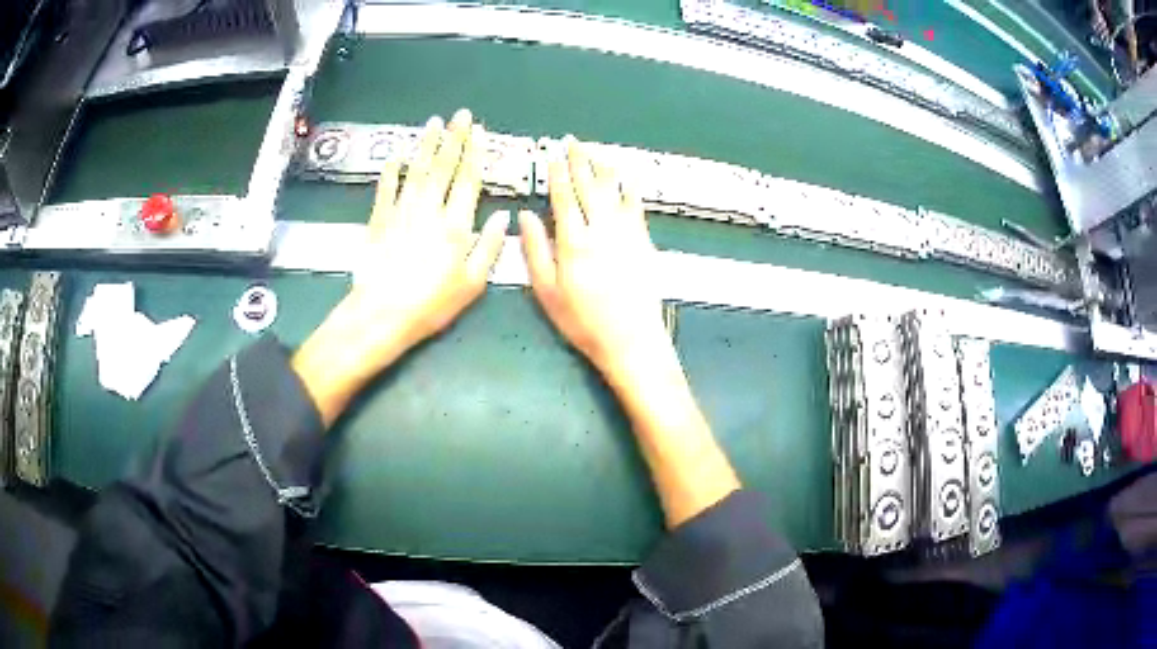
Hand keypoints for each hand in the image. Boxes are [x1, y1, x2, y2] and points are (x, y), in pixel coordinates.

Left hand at [294, 110, 508, 425]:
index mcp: (456, 225)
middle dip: (454, 138)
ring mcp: (402, 212)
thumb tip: (503, 218)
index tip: (479, 132)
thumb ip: (489, 247)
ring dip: (426, 145)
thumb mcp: (472, 283)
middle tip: (460, 115)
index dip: (475, 153)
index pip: (468, 180)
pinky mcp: (379, 220)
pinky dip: (391, 170)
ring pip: (417, 170)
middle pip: (444, 167)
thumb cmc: (432, 303)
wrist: (383, 313)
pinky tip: (396, 154)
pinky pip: (386, 188)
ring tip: (434, 123)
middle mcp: (430, 210)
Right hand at [522, 137, 739, 525]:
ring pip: (613, 190)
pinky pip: (636, 206)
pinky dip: (629, 188)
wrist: (631, 339)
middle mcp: (600, 229)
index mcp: (572, 241)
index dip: (557, 173)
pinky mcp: (643, 241)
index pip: (563, 196)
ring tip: (596, 150)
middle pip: (588, 186)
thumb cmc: (583, 321)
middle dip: (579, 160)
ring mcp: (625, 233)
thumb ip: (535, 250)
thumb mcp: (547, 291)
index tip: (552, 155)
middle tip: (572, 141)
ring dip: (603, 167)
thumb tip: (525, 216)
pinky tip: (626, 177)